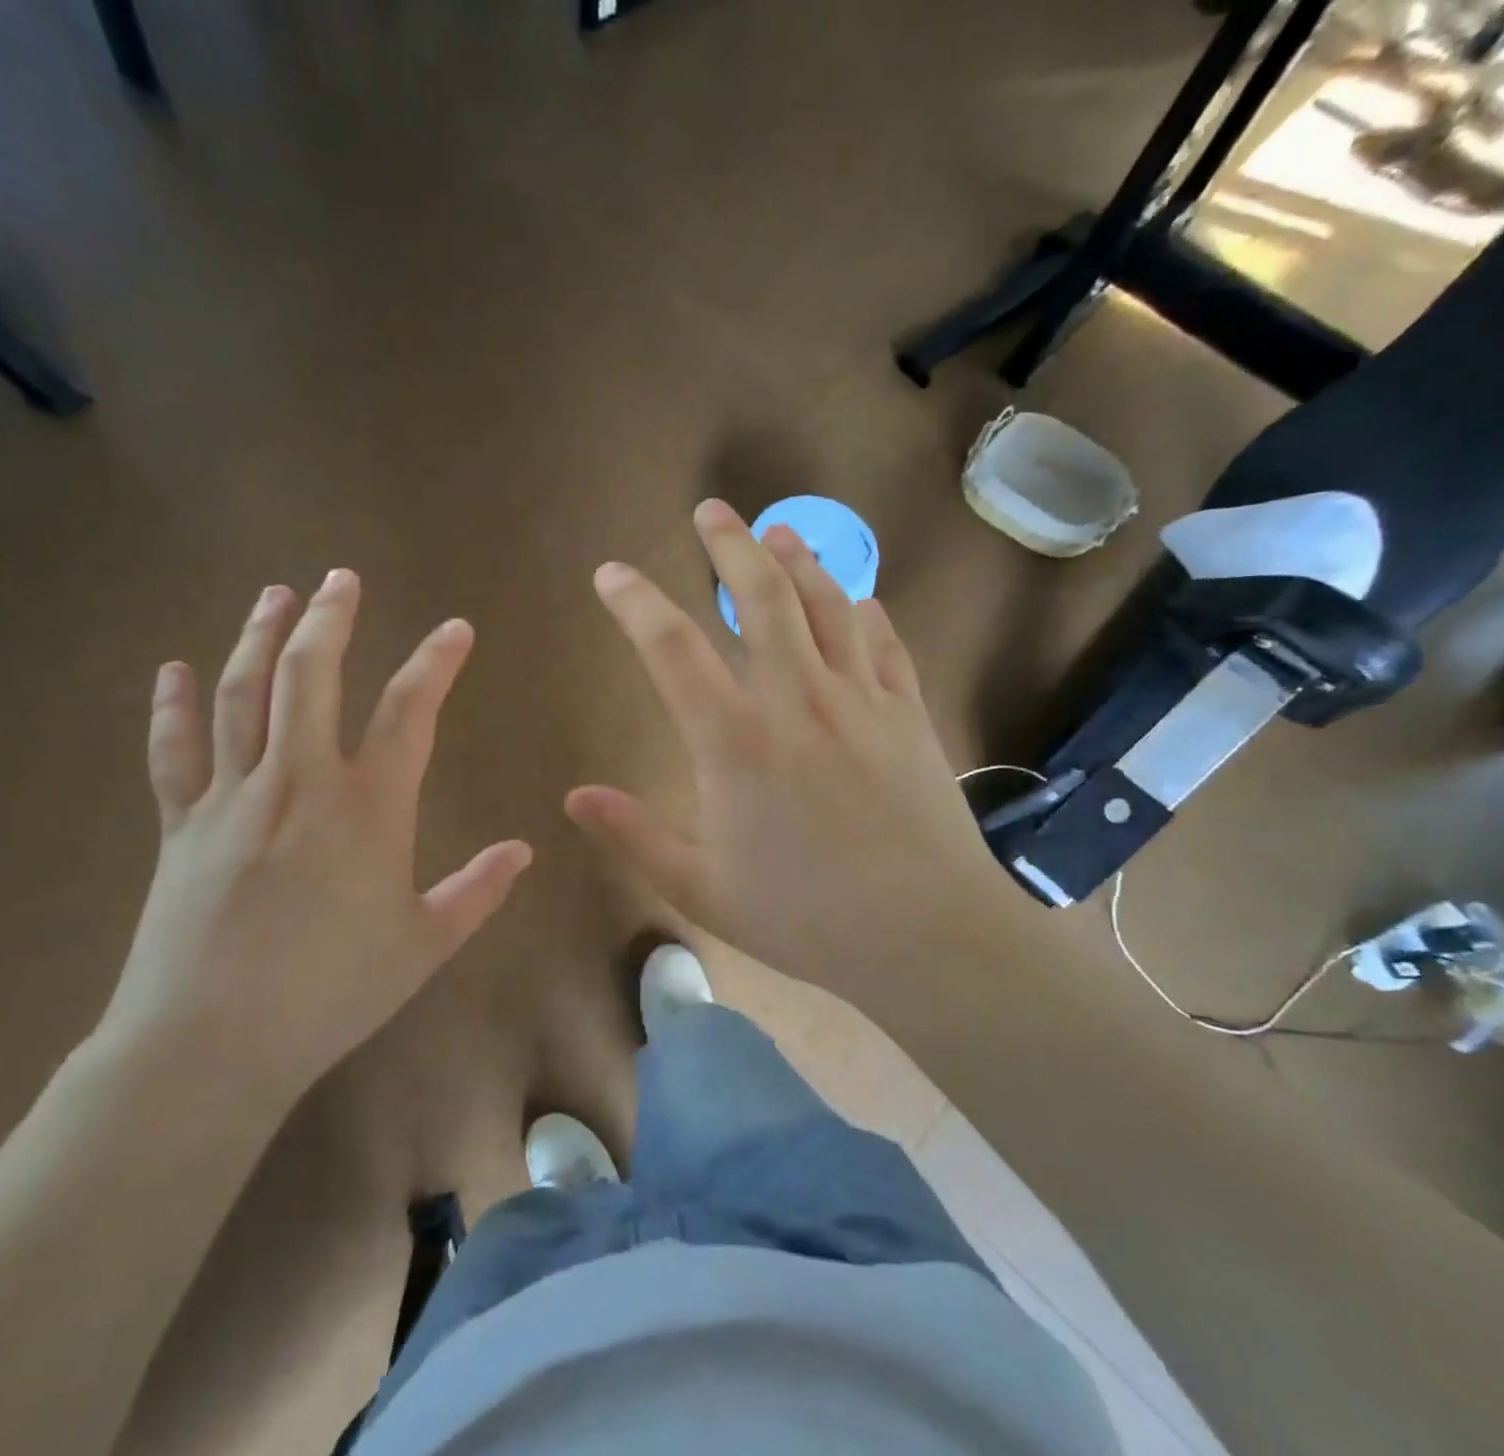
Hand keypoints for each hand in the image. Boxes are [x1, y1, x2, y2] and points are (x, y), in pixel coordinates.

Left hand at [97, 576, 531, 1107]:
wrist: (212, 1045)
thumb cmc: (332, 993)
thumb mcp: (424, 946)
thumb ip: (477, 891)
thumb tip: (524, 851)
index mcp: (368, 809)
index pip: (409, 712)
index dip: (435, 663)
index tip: (454, 629)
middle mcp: (300, 782)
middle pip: (311, 677)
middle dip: (330, 619)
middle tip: (341, 577)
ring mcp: (233, 798)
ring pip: (243, 696)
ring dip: (259, 637)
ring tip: (274, 595)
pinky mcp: (180, 825)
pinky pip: (173, 751)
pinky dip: (172, 706)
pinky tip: (173, 668)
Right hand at [567, 501, 1027, 988]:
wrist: (929, 936)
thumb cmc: (805, 918)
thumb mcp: (702, 889)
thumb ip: (635, 835)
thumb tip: (574, 797)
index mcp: (735, 741)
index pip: (672, 649)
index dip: (635, 603)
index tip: (612, 574)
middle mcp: (797, 700)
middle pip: (761, 598)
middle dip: (730, 546)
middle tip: (710, 511)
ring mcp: (861, 700)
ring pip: (827, 605)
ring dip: (799, 560)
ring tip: (778, 531)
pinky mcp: (909, 714)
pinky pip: (885, 643)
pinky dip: (865, 612)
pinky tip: (858, 599)